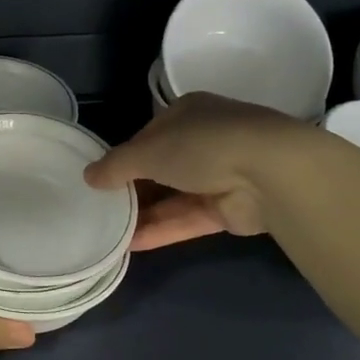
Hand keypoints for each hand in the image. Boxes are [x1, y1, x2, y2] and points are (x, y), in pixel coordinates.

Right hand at [85, 93, 311, 249]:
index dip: (124, 156)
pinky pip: (186, 219)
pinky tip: (130, 246)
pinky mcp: (228, 209)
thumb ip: (116, 165)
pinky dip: (160, 230)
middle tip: (99, 209)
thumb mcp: (148, 150)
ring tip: (108, 233)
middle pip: (160, 168)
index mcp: (187, 113)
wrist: (271, 174)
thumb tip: (88, 176)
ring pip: (172, 197)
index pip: (148, 135)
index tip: (101, 178)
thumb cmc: (203, 145)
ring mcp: (219, 176)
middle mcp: (204, 141)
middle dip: (132, 189)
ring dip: (143, 214)